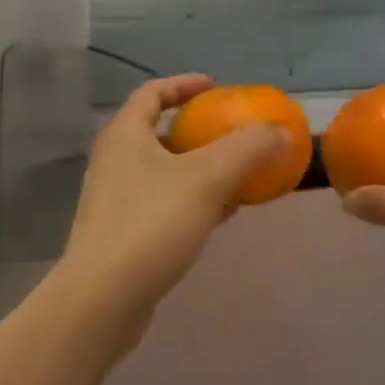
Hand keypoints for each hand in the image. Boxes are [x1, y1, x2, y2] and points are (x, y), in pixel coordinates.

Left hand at [56, 75, 286, 333]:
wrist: (102, 299)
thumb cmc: (151, 224)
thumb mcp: (208, 178)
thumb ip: (248, 149)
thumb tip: (282, 131)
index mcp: (125, 135)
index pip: (152, 93)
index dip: (184, 85)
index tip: (216, 87)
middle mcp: (114, 161)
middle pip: (159, 132)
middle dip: (198, 131)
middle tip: (232, 134)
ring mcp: (115, 199)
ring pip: (164, 171)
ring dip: (199, 168)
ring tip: (236, 175)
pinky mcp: (122, 233)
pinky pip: (163, 203)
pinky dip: (192, 200)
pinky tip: (220, 216)